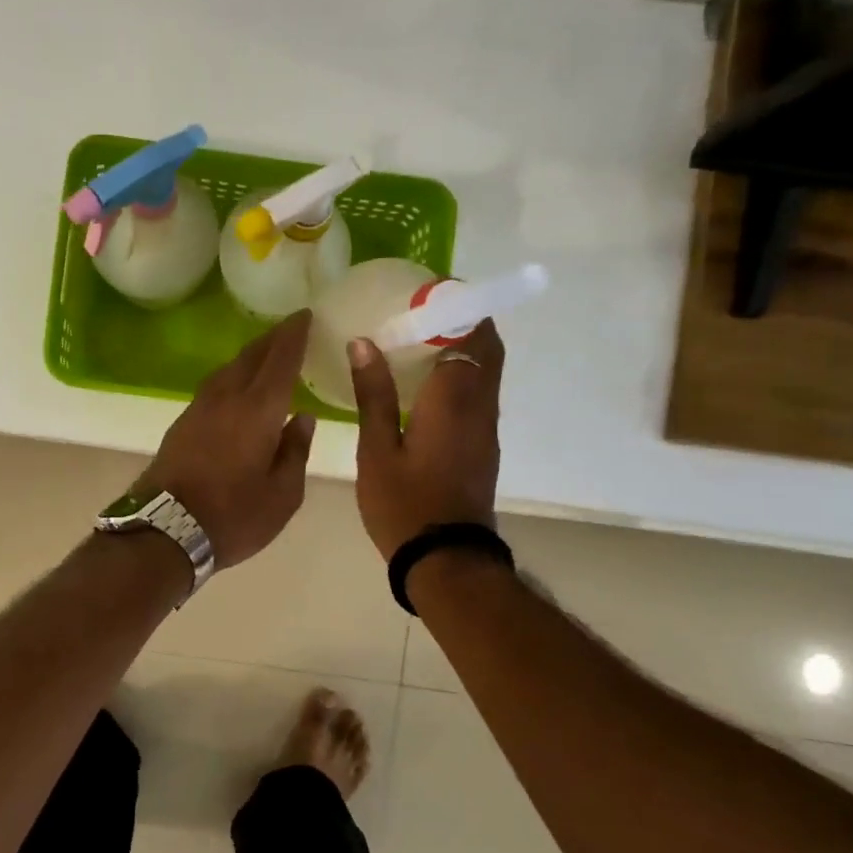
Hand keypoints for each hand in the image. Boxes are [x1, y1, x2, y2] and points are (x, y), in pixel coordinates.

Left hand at [137, 310, 316, 568]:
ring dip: (248, 357)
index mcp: (257, 410)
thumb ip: (295, 452)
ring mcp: (198, 410)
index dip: (293, 335)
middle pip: (249, 358)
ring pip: (227, 370)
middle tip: (289, 329)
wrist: (164, 530)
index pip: (280, 360)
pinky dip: (230, 378)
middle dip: (271, 339)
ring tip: (264, 355)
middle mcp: (226, 399)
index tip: (304, 315)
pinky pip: (212, 388)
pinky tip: (235, 389)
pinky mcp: (180, 425)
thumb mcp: (282, 495)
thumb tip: (302, 418)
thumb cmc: (233, 516)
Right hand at [348, 321, 502, 559]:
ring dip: (464, 348)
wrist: (445, 559)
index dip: (456, 308)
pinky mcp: (483, 446)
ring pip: (487, 372)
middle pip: (487, 348)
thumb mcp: (376, 450)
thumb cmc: (403, 504)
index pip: (469, 335)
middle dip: (464, 322)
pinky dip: (462, 375)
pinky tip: (427, 385)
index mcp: (454, 400)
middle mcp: (480, 406)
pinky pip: (480, 394)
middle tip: (424, 313)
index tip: (428, 293)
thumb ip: (373, 395)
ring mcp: (487, 428)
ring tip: (420, 342)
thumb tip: (364, 343)